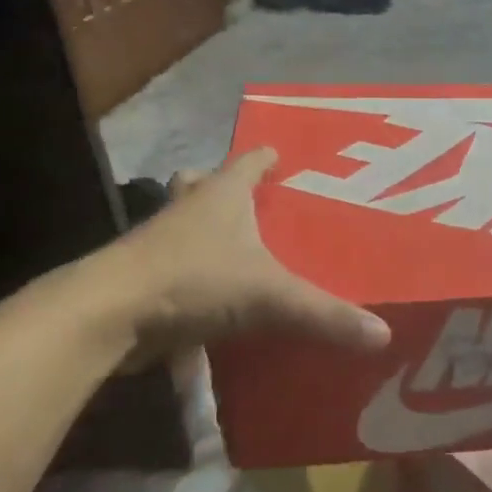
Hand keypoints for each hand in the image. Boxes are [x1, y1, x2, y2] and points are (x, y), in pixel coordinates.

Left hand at [97, 149, 390, 366]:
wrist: (108, 314)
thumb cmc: (194, 281)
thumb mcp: (271, 297)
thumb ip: (326, 315)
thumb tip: (383, 335)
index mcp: (222, 197)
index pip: (248, 163)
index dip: (266, 158)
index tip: (281, 156)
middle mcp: (189, 210)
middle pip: (204, 184)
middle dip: (227, 188)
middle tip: (259, 203)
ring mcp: (160, 242)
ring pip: (185, 222)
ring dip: (206, 228)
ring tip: (240, 248)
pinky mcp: (145, 277)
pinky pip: (176, 263)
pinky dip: (194, 270)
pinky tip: (216, 293)